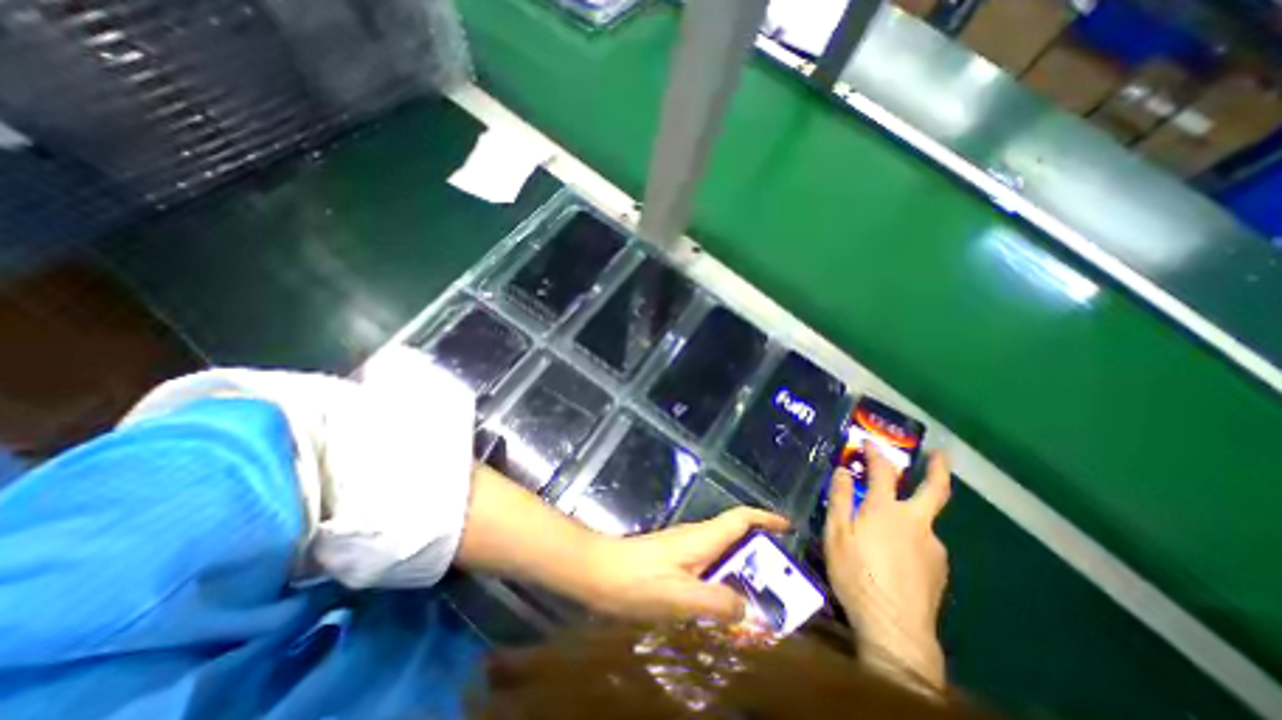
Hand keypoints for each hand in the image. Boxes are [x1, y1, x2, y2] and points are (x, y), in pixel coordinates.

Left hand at [577, 510, 786, 620]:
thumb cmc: (639, 580)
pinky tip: (723, 611)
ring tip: (759, 609)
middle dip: (761, 560)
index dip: (765, 518)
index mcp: (703, 538)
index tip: (788, 528)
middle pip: (737, 540)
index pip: (740, 518)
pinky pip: (709, 571)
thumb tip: (749, 610)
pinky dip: (724, 586)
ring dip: (743, 577)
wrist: (599, 573)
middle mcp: (697, 539)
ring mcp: (685, 550)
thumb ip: (718, 602)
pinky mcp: (675, 563)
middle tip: (782, 590)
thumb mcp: (681, 597)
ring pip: (724, 558)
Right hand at [821, 445, 950, 692]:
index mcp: (887, 510)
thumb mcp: (836, 533)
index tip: (869, 442)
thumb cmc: (857, 574)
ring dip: (911, 514)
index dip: (876, 453)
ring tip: (887, 529)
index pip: (884, 471)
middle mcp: (916, 522)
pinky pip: (924, 544)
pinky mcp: (939, 569)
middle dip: (937, 468)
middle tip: (941, 453)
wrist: (895, 629)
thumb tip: (843, 471)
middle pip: (934, 490)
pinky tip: (896, 556)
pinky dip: (912, 539)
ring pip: (924, 522)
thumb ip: (840, 499)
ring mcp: (933, 547)